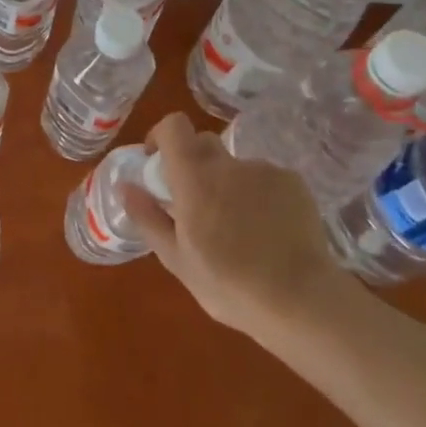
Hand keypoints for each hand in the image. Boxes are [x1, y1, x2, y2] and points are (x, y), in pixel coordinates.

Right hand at [119, 113, 361, 338]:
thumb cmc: (229, 284)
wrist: (300, 300)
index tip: (158, 161)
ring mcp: (264, 170)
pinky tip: (268, 232)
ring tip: (240, 229)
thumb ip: (148, 217)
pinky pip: (265, 180)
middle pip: (204, 144)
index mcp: (194, 177)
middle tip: (196, 203)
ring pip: (236, 168)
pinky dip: (260, 197)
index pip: (174, 126)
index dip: (162, 136)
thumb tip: (125, 186)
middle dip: (194, 164)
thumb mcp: (177, 260)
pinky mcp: (293, 183)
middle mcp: (228, 164)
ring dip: (230, 186)